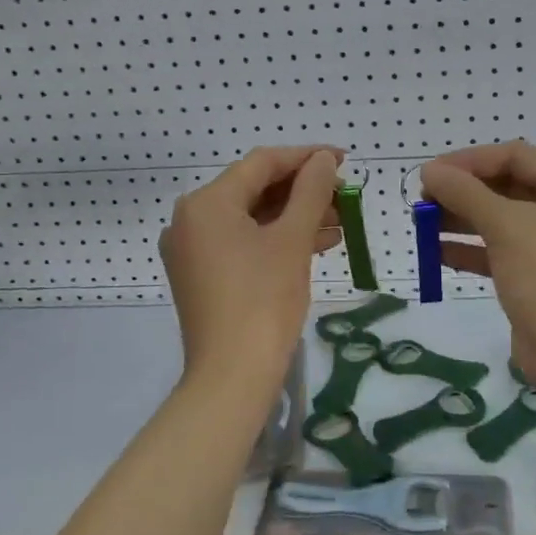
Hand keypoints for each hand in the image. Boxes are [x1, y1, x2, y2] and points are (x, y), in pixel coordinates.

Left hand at [160, 146, 342, 394]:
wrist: (232, 377)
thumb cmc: (264, 300)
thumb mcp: (293, 239)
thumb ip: (311, 191)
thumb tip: (322, 159)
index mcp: (206, 203)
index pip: (261, 164)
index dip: (306, 158)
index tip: (343, 159)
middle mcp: (191, 220)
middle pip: (254, 189)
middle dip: (303, 190)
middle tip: (344, 195)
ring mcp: (194, 250)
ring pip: (252, 218)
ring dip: (295, 216)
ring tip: (341, 220)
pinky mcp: (203, 276)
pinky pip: (244, 243)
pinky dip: (278, 239)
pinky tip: (318, 243)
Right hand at [419, 141, 535, 389]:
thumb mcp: (505, 225)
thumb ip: (465, 193)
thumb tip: (428, 171)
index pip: (516, 156)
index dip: (471, 160)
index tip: (432, 172)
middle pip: (506, 186)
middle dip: (463, 191)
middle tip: (423, 199)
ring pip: (499, 220)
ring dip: (460, 219)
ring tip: (421, 223)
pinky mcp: (535, 275)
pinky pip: (497, 251)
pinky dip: (468, 249)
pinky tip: (435, 252)